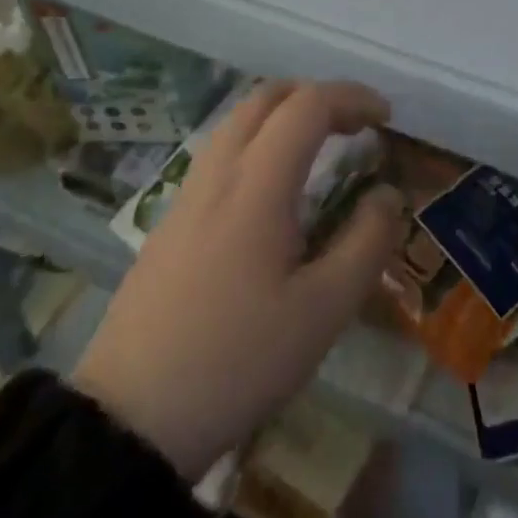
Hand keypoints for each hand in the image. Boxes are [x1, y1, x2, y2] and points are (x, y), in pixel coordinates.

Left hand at [70, 80, 405, 479]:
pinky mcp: (170, 219)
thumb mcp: (322, 312)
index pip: (309, 105)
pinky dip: (260, 139)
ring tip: (319, 146)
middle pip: (268, 96)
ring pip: (239, 119)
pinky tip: (273, 188)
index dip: (353, 98)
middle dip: (318, 96)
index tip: (386, 118)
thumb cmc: (236, 361)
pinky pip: (221, 149)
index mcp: (257, 184)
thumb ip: (366, 243)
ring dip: (285, 113)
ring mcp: (187, 193)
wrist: (128, 422)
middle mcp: (219, 172)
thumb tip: (389, 194)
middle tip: (354, 125)